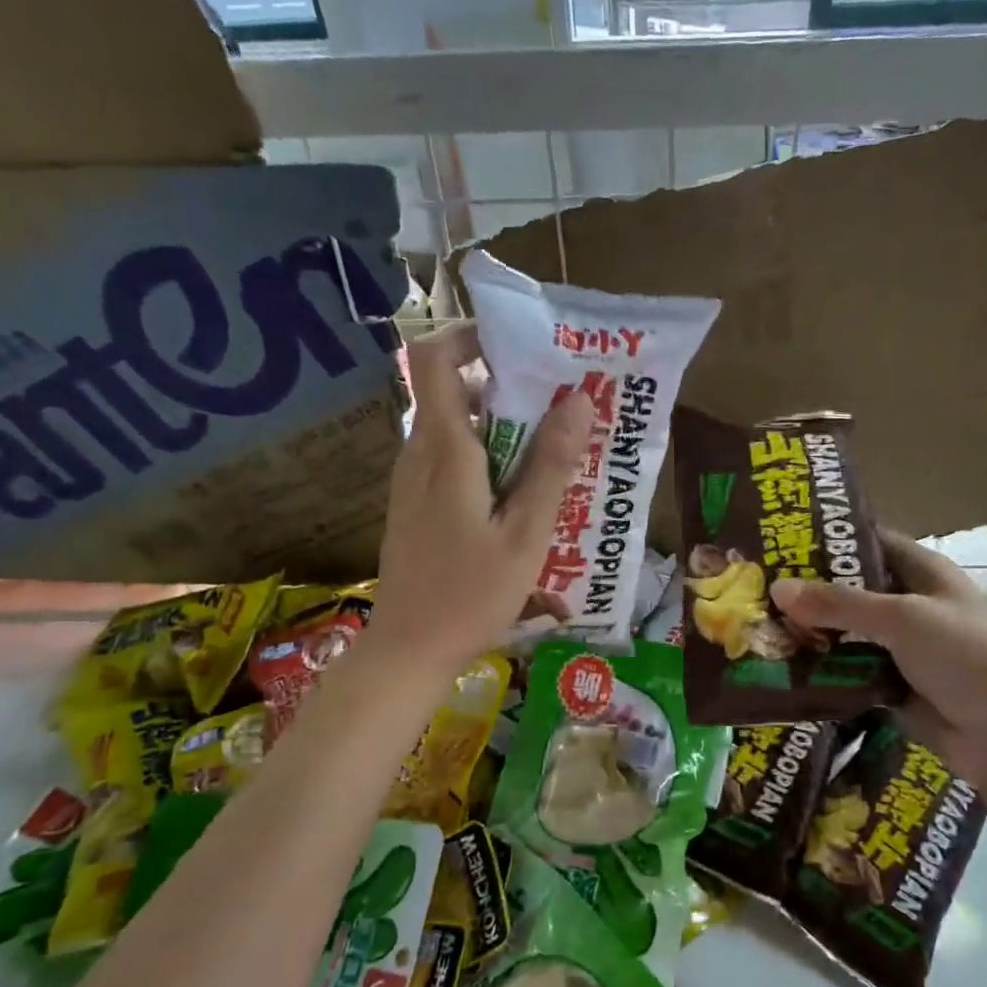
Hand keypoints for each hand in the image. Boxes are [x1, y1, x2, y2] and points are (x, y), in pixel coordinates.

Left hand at [366, 326, 593, 676]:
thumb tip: (578, 399)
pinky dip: (485, 455)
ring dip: (500, 424)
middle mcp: (419, 453)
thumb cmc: (470, 595)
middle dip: (506, 385)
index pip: (434, 358)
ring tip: (551, 447)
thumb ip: (550, 466)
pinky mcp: (413, 504)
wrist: (408, 650)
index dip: (470, 335)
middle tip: (560, 403)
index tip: (520, 347)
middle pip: (453, 389)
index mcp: (444, 450)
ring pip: (454, 426)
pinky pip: (449, 458)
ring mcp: (411, 480)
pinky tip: (519, 491)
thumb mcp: (525, 534)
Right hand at [771, 534, 986, 802]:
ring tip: (754, 623)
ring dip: (808, 631)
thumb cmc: (966, 658)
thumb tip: (777, 588)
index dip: (827, 537)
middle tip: (754, 584)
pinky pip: (846, 669)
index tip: (778, 537)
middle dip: (807, 589)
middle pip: (849, 588)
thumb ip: (839, 604)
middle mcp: (908, 603)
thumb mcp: (902, 619)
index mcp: (922, 572)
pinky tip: (779, 665)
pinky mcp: (889, 683)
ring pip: (844, 631)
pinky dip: (819, 667)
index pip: (867, 541)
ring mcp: (899, 646)